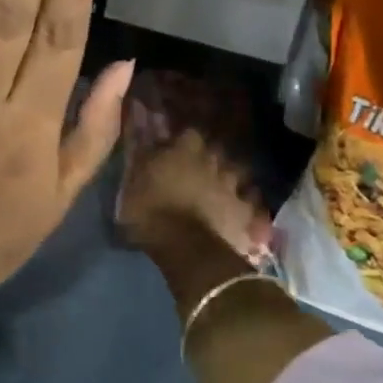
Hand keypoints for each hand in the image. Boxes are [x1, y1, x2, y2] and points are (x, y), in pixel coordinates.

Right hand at [117, 125, 274, 315]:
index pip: (189, 133)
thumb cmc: (151, 212)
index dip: (184, 140)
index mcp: (184, 151)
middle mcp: (212, 162)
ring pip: (236, 173)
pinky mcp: (246, 212)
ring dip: (228, 178)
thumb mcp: (131, 184)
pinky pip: (250, 202)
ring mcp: (233, 186)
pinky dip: (245, 204)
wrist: (186, 248)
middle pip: (215, 151)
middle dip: (208, 157)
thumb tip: (143, 140)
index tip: (175, 148)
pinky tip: (240, 209)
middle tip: (196, 168)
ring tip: (219, 188)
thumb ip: (141, 159)